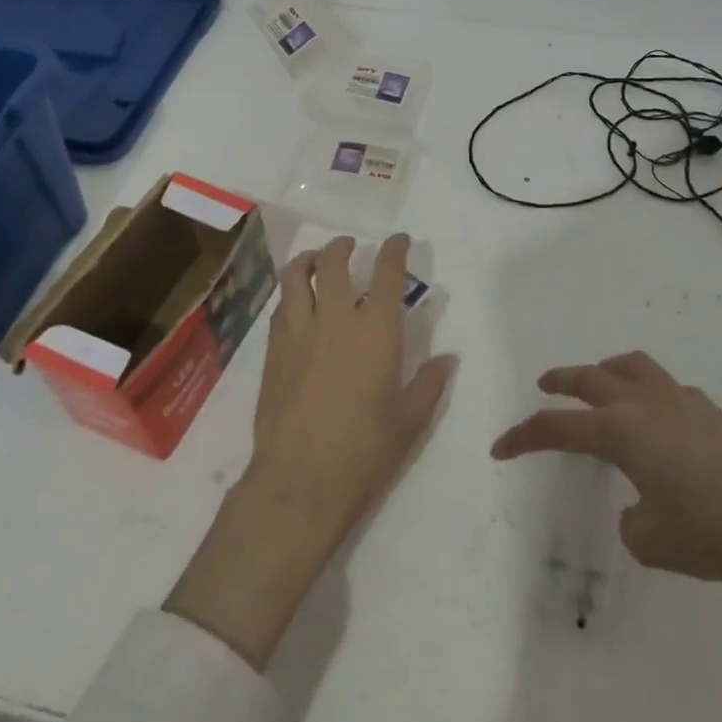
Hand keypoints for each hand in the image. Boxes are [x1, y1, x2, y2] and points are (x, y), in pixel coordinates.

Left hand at [248, 233, 455, 544]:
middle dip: (343, 246)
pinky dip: (291, 293)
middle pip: (333, 262)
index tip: (399, 240)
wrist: (299, 480)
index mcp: (375, 330)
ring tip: (316, 261)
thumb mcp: (410, 421)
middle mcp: (335, 318)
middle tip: (350, 246)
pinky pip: (281, 306)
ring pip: (295, 275)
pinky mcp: (273, 350)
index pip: (386, 273)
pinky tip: (298, 304)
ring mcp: (298, 331)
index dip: (394, 250)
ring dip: (308, 260)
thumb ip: (430, 384)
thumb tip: (447, 359)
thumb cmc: (364, 451)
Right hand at [491, 351, 721, 593]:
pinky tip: (659, 420)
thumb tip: (642, 505)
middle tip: (543, 386)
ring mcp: (683, 402)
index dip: (523, 437)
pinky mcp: (715, 413)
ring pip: (632, 366)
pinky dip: (648, 391)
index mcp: (622, 431)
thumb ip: (634, 522)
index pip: (557, 427)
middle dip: (561, 381)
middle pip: (590, 377)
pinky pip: (667, 387)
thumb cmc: (720, 531)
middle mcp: (646, 405)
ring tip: (599, 379)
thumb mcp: (656, 543)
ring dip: (605, 370)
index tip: (499, 449)